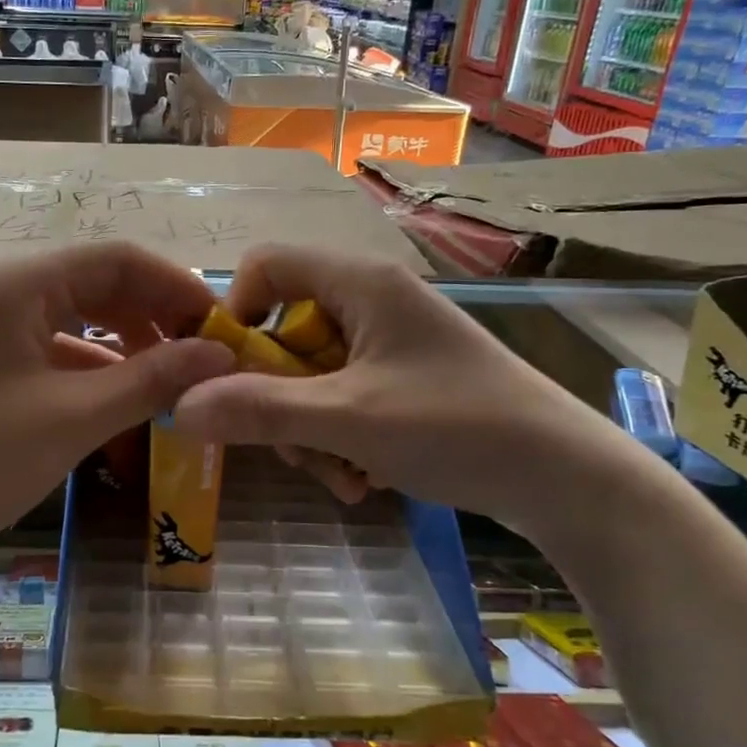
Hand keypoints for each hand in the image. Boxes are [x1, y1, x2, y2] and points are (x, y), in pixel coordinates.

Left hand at [0, 243, 232, 568]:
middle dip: (154, 319)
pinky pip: (49, 353)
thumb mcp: (71, 418)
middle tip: (204, 360)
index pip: (117, 259)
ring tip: (171, 385)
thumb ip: (151, 380)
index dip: (177, 287)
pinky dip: (89, 372)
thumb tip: (219, 354)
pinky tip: (119, 403)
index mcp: (17, 282)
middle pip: (97, 286)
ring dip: (125, 348)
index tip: (223, 327)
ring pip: (74, 322)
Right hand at [173, 245, 626, 533]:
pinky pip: (343, 396)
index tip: (232, 374)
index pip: (265, 266)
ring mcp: (390, 342)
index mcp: (359, 283)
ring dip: (309, 430)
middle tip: (293, 447)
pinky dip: (340, 437)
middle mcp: (371, 301)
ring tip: (343, 477)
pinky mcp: (404, 378)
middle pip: (285, 331)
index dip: (235, 313)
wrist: (568, 480)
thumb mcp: (347, 421)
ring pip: (311, 374)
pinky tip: (365, 479)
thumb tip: (179, 407)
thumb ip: (259, 411)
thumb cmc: (456, 428)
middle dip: (278, 397)